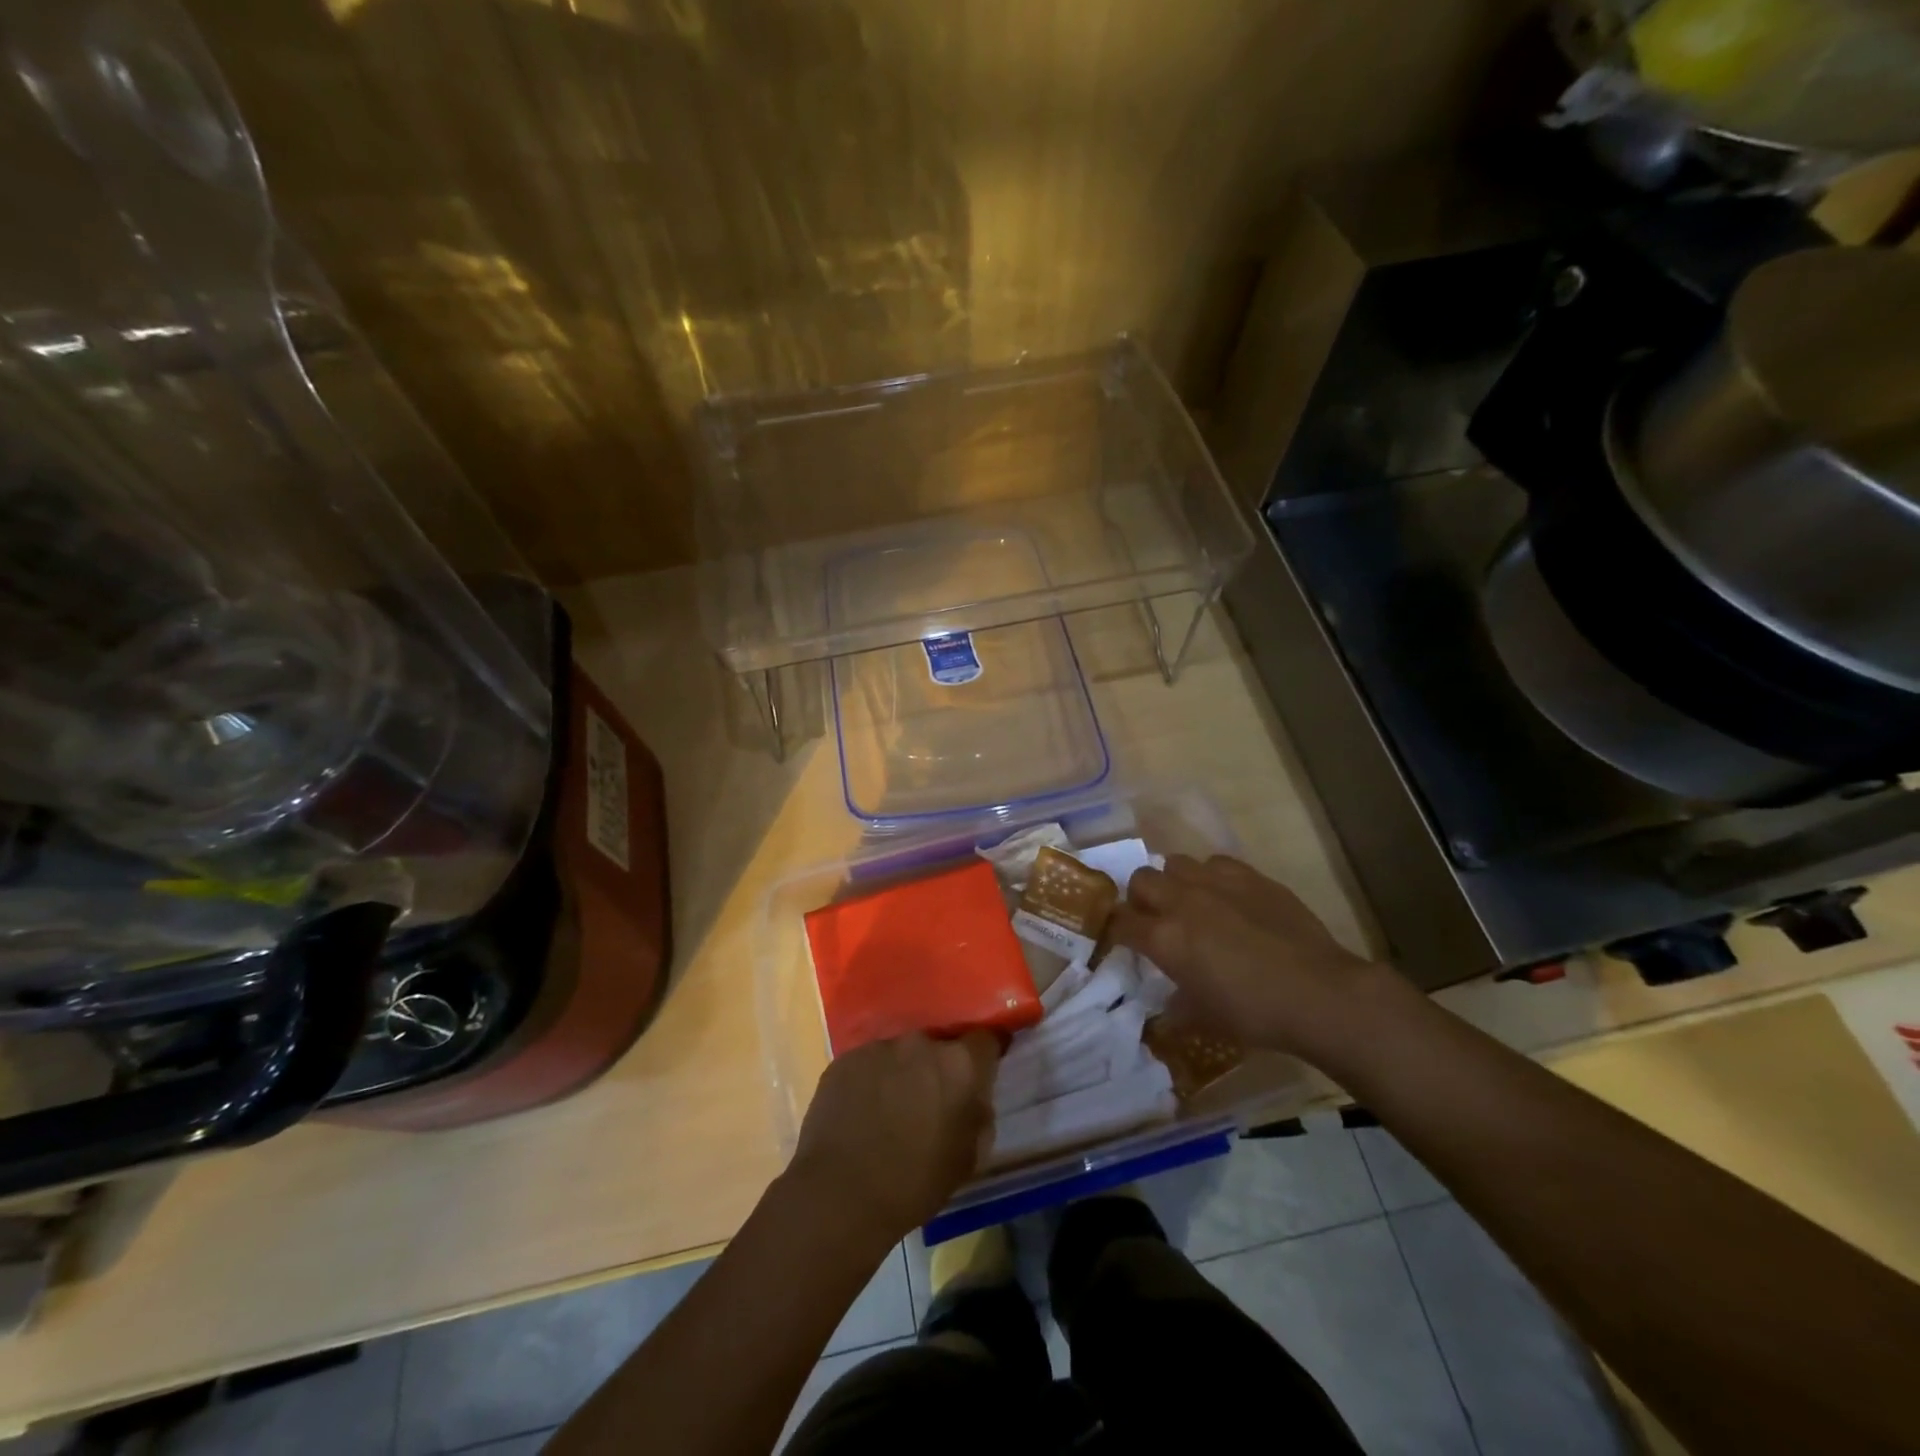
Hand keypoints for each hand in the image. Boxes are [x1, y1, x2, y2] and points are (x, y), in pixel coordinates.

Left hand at [789, 1032, 999, 1241]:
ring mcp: (879, 1047)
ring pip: (901, 1054)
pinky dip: (872, 1081)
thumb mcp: (969, 1158)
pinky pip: (869, 1064)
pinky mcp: (845, 1059)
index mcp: (959, 1064)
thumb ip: (978, 1115)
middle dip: (939, 1067)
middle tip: (932, 1100)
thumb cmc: (915, 1183)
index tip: (984, 1069)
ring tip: (891, 1110)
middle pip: (939, 1045)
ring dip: (903, 1073)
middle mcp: (920, 1043)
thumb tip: (974, 1098)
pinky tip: (863, 1113)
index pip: (985, 1039)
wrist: (840, 1194)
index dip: (987, 1054)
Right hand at [1110, 854, 1386, 1056]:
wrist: (1318, 993)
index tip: (1123, 940)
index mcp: (1164, 939)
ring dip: (1175, 881)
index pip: (1120, 923)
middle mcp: (1182, 901)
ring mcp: (1216, 882)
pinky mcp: (1249, 875)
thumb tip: (1168, 1006)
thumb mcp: (1204, 1018)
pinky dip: (1212, 877)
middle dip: (1141, 898)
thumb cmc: (1255, 1013)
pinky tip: (1228, 897)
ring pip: (1176, 862)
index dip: (1117, 931)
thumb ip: (1176, 1004)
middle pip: (1141, 879)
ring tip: (1191, 902)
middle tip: (1156, 919)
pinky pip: (1215, 862)